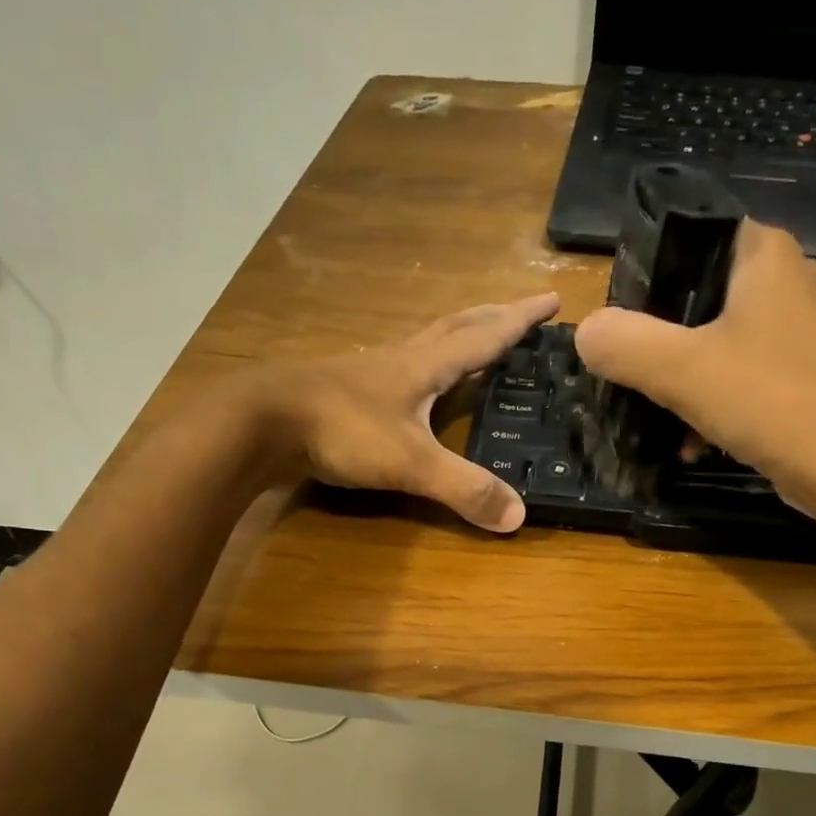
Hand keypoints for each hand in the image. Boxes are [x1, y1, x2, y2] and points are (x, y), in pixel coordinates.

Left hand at [249, 293, 559, 532]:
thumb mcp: (411, 463)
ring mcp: (370, 373)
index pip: (485, 336)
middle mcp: (401, 359)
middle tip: (520, 312)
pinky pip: (398, 368)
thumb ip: (464, 489)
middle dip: (492, 317)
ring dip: (455, 335)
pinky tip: (414, 383)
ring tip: (474, 340)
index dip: (520, 320)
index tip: (553, 300)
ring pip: (424, 342)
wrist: (262, 422)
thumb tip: (518, 516)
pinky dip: (421, 364)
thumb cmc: (342, 430)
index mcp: (425, 365)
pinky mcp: (347, 392)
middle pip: (455, 327)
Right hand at [573, 221, 815, 517]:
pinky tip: (691, 442)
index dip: (645, 272)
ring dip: (680, 379)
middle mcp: (784, 279)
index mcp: (762, 253)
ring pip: (714, 342)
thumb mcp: (682, 369)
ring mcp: (795, 330)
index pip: (688, 234)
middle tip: (626, 369)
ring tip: (653, 413)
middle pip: (695, 295)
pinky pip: (738, 377)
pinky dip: (710, 405)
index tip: (617, 319)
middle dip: (657, 338)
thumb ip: (624, 344)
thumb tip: (585, 333)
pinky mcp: (798, 375)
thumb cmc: (770, 401)